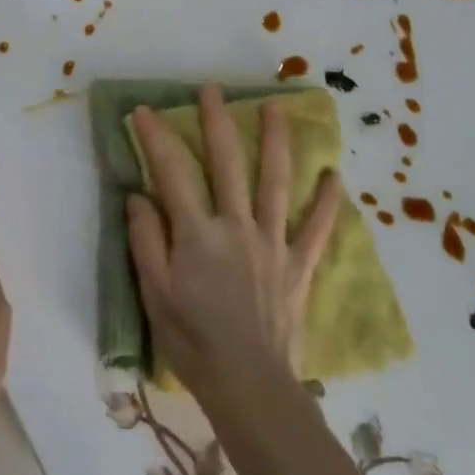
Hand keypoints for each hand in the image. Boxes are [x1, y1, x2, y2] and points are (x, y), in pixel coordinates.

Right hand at [126, 84, 338, 401]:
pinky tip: (334, 175)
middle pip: (227, 163)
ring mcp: (272, 243)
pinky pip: (317, 229)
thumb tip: (139, 195)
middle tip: (212, 88)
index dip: (156, 138)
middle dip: (217, 121)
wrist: (250, 386)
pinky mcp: (297, 265)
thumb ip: (146, 240)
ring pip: (275, 182)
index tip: (143, 110)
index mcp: (197, 233)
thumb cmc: (193, 342)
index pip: (172, 172)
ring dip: (276, 141)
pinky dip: (328, 202)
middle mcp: (237, 226)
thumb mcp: (154, 294)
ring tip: (276, 106)